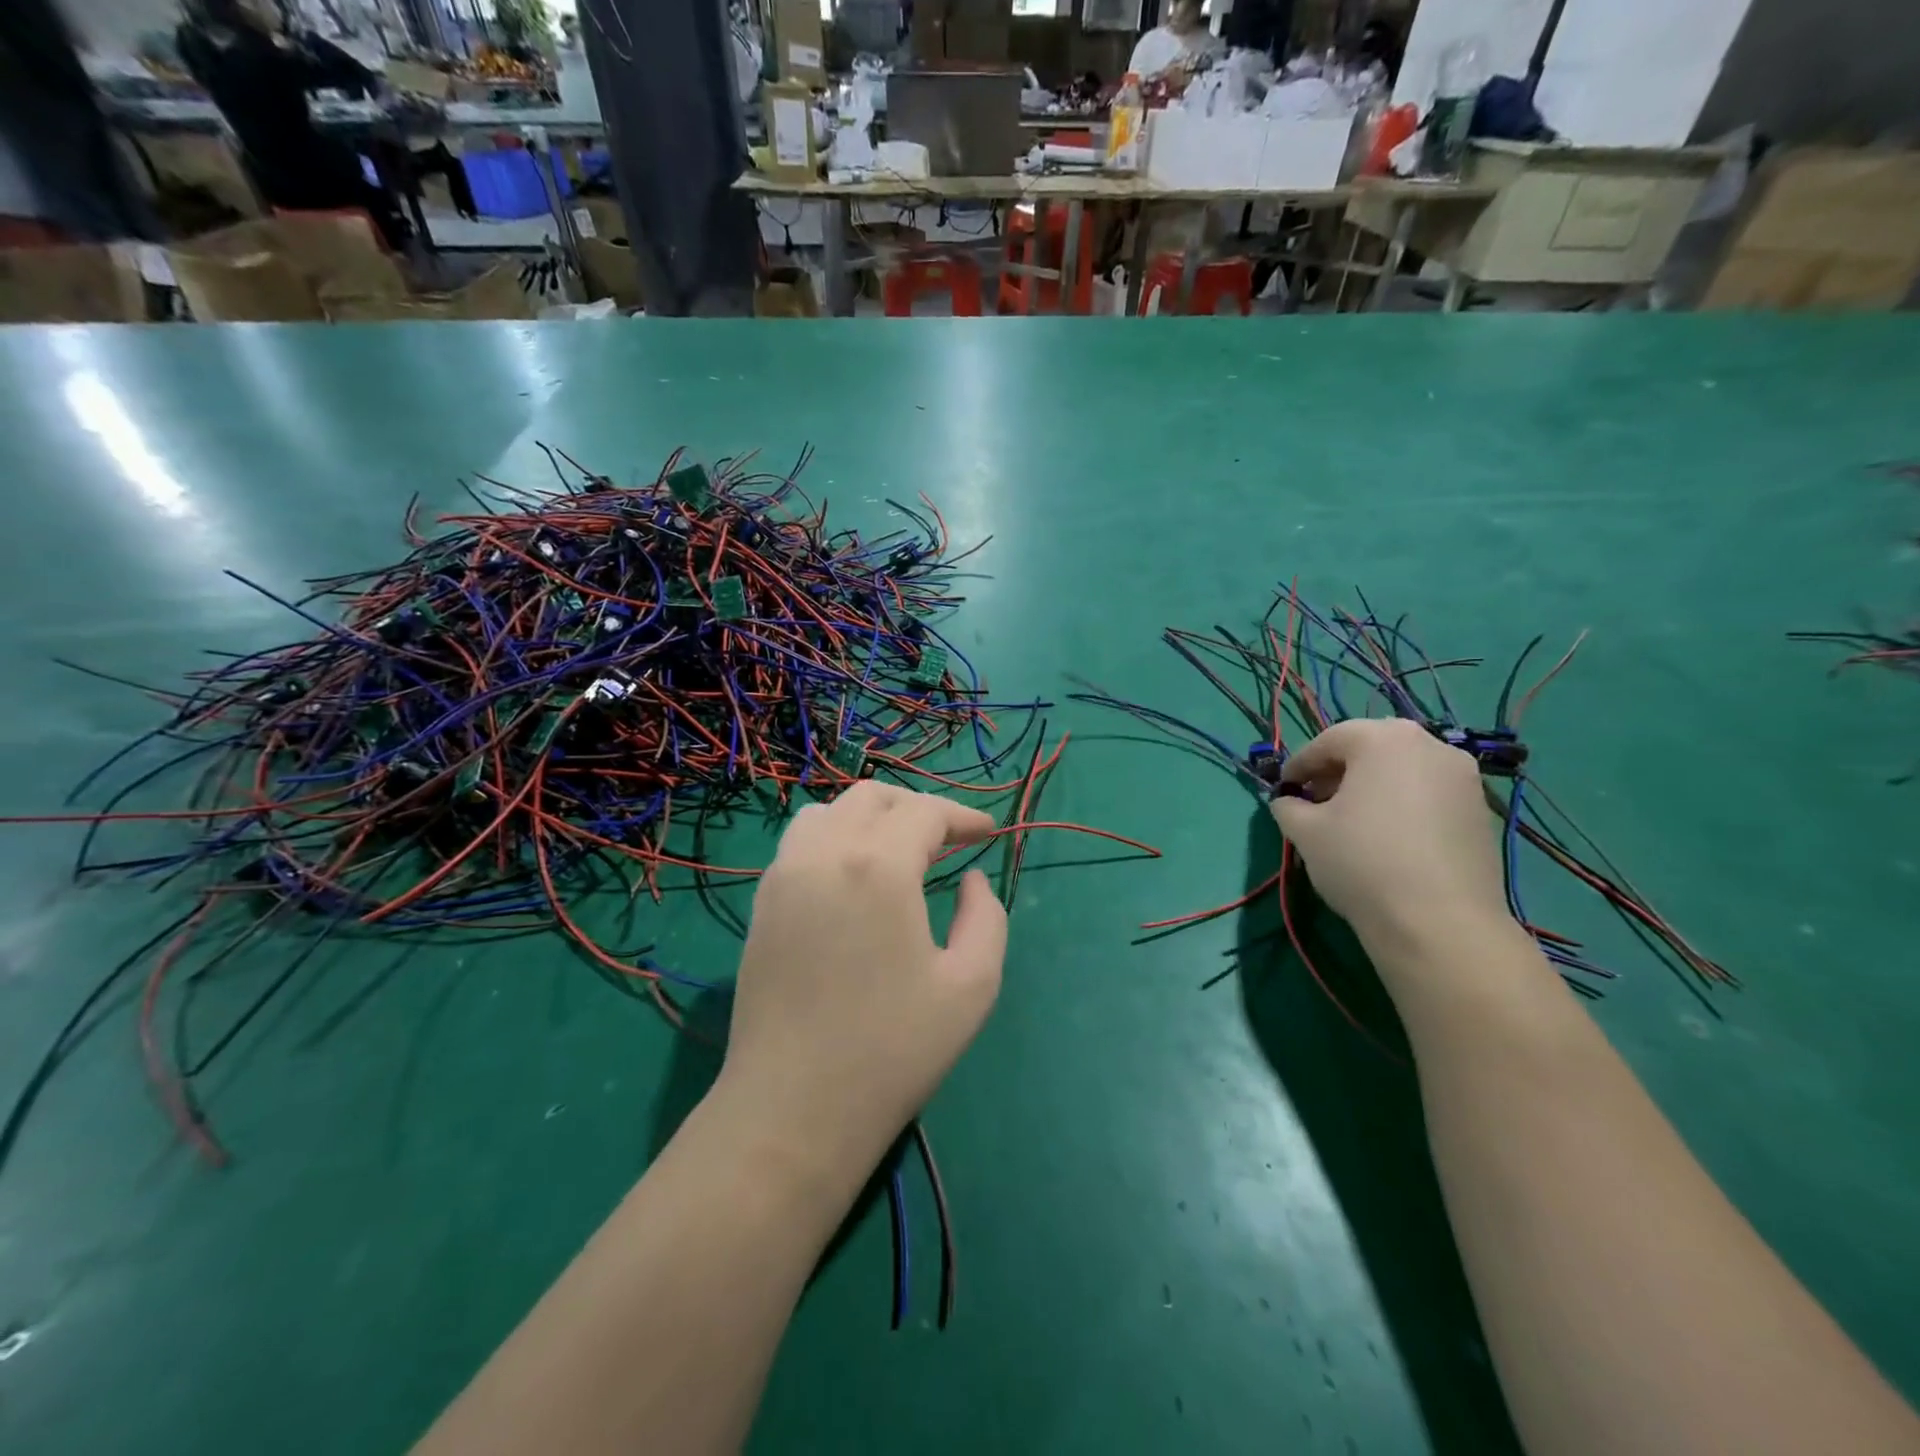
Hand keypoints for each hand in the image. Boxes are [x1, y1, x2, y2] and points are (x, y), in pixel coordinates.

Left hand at [719, 783, 1007, 1176]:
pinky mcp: (762, 902)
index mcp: (878, 866)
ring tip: (900, 852)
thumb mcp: (972, 985)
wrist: (792, 1110)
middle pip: (872, 797)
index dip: (962, 816)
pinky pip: (801, 842)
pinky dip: (835, 838)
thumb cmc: (892, 1050)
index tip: (987, 833)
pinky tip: (855, 879)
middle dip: (917, 808)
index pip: (924, 812)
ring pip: (829, 812)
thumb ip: (986, 917)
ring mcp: (783, 874)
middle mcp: (824, 853)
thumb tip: (971, 880)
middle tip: (948, 840)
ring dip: (871, 817)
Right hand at [1272, 719, 1508, 952]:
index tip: (1284, 789)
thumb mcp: (1305, 831)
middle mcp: (1430, 745)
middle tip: (1315, 803)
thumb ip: (1288, 806)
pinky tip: (1387, 838)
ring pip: (1403, 771)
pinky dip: (1402, 805)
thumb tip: (1289, 802)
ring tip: (1351, 822)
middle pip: (1370, 749)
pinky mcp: (1481, 811)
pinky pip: (1429, 794)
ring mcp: (1464, 777)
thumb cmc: (1361, 861)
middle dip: (1338, 773)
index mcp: (1383, 739)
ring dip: (1372, 788)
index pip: (1328, 741)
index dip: (1299, 765)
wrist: (1439, 922)